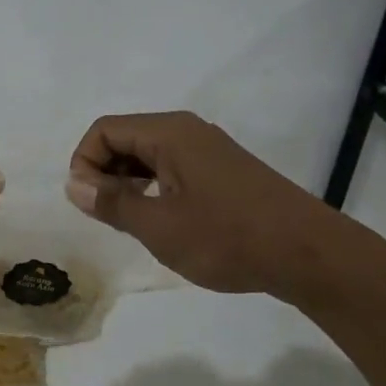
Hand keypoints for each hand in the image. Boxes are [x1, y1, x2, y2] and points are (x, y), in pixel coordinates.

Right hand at [64, 111, 356, 302]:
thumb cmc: (228, 238)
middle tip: (106, 216)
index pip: (104, 130)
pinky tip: (162, 222)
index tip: (88, 203)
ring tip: (131, 223)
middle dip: (104, 172)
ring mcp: (208, 149)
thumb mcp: (159, 226)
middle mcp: (187, 131)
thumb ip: (112, 203)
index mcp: (169, 133)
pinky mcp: (223, 170)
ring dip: (129, 183)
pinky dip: (154, 188)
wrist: (310, 254)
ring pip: (149, 154)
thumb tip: (74, 184)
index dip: (84, 163)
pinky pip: (172, 167)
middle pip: (125, 137)